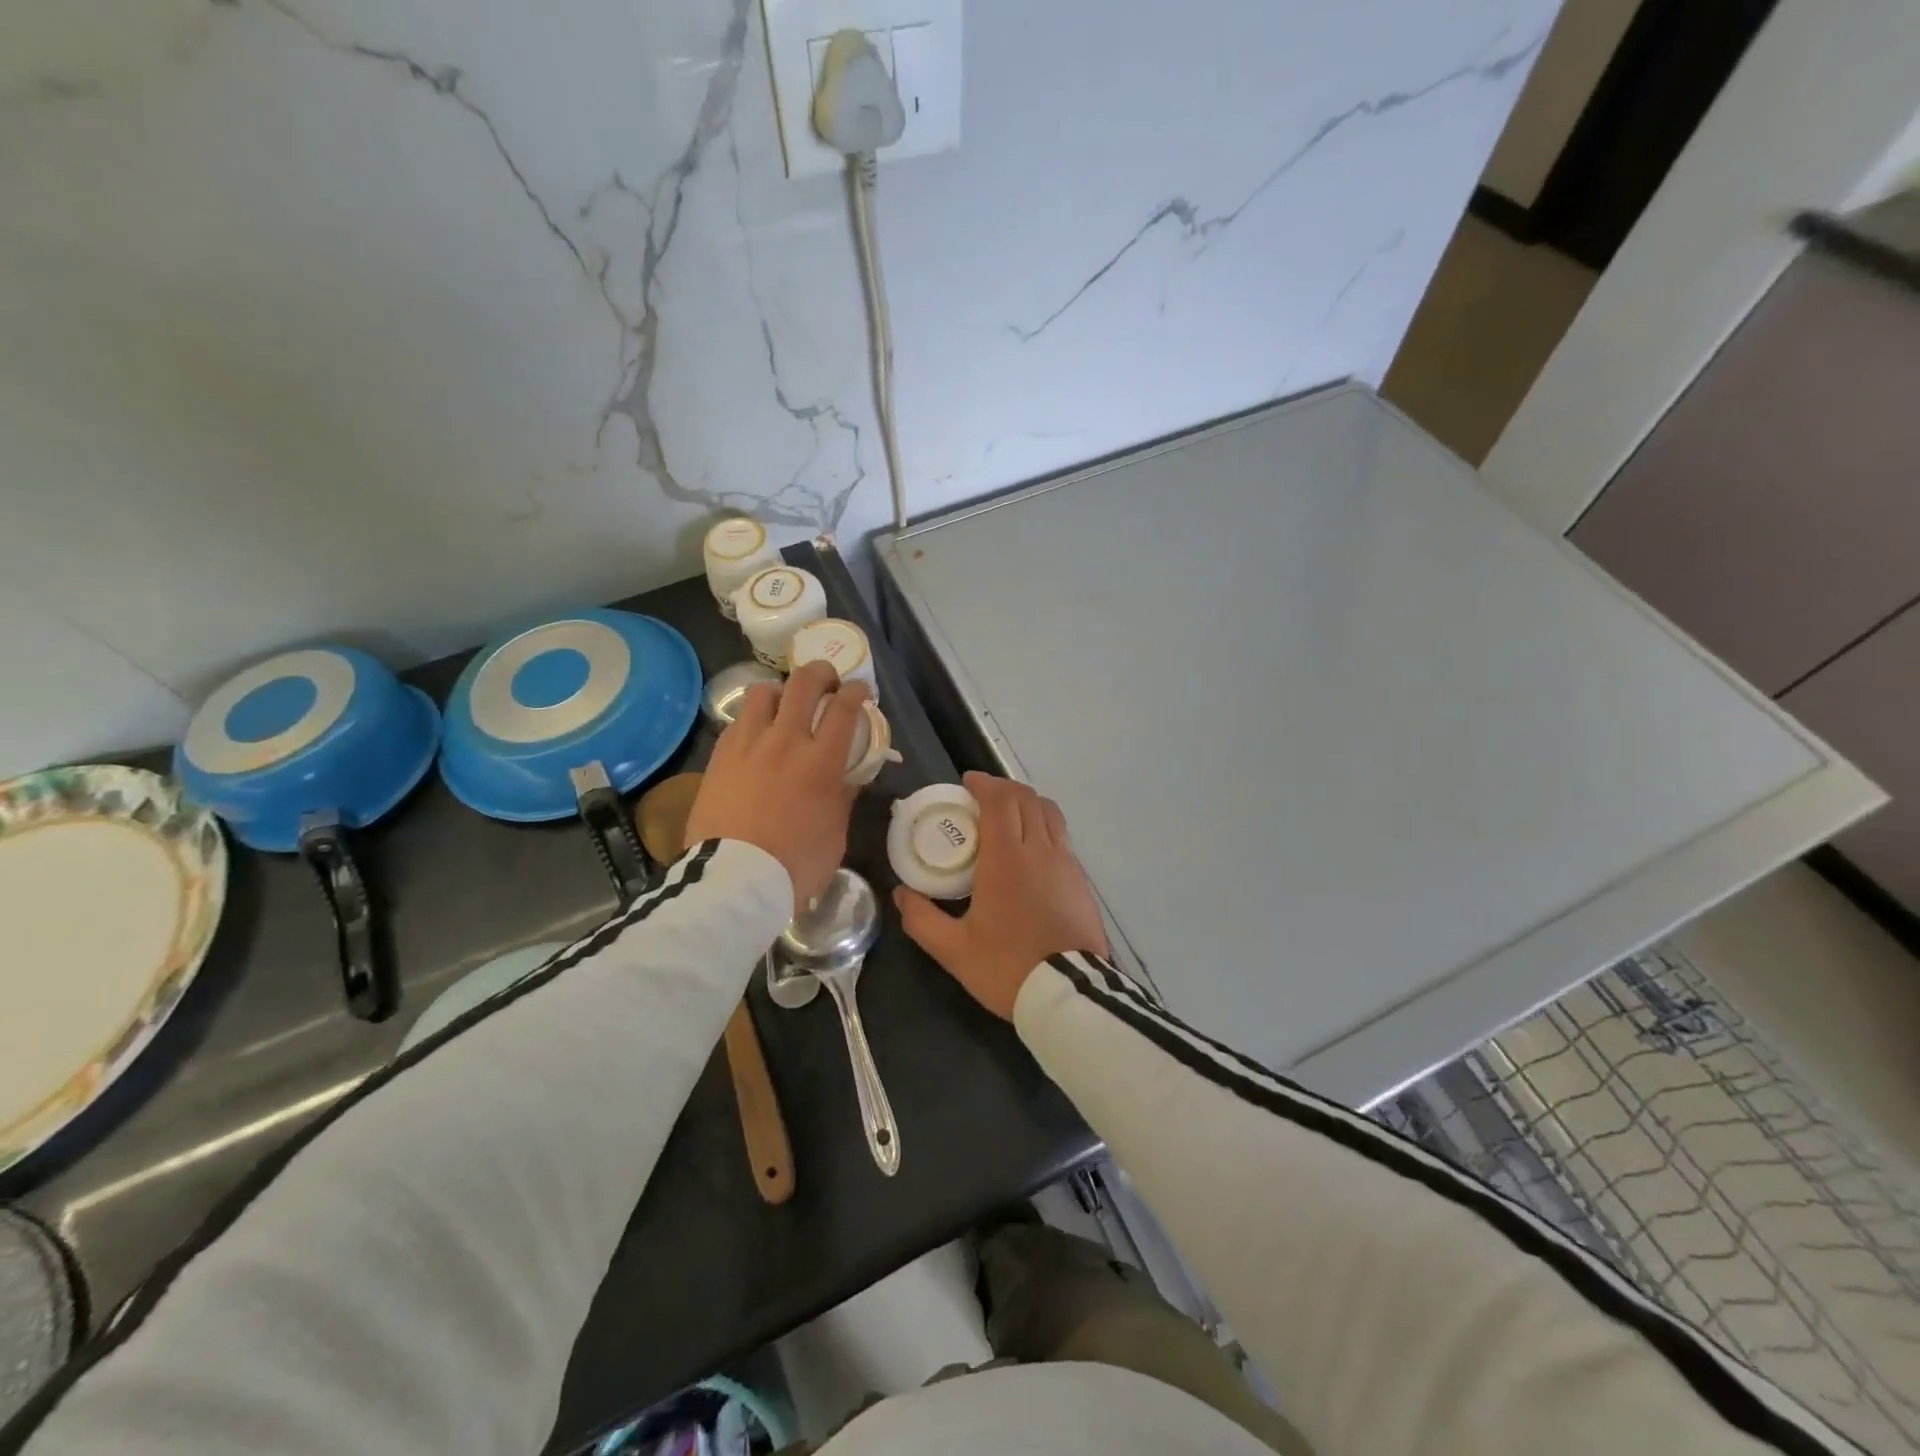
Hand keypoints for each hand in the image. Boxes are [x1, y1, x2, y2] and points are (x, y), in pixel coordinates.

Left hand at [687, 660, 868, 914]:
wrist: (734, 881)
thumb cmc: (795, 864)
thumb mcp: (835, 833)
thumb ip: (843, 796)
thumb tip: (848, 775)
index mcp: (820, 761)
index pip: (844, 707)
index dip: (857, 691)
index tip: (861, 691)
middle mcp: (784, 741)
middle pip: (804, 683)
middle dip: (821, 672)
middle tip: (828, 680)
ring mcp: (747, 745)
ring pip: (764, 692)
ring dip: (782, 690)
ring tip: (786, 703)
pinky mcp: (720, 756)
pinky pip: (739, 720)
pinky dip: (754, 717)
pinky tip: (758, 733)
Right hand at [893, 772, 1108, 1020]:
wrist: (1069, 994)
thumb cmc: (1008, 967)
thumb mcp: (954, 950)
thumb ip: (922, 919)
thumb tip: (901, 893)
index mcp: (1006, 858)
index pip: (999, 801)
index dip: (984, 784)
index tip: (967, 783)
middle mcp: (1039, 850)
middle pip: (1026, 799)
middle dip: (1004, 788)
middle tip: (983, 796)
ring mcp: (1066, 863)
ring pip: (1050, 813)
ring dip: (1028, 802)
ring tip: (1010, 814)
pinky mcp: (1081, 880)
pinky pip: (1062, 836)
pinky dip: (1044, 825)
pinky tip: (1033, 847)